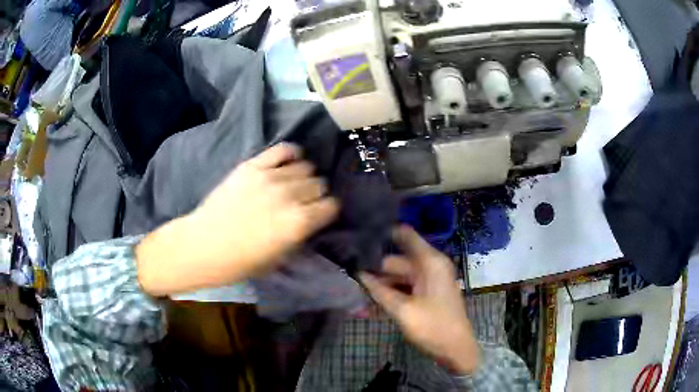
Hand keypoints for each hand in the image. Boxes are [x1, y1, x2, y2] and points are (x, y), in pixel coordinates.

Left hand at [136, 144, 338, 295]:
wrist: (204, 245)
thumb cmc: (241, 262)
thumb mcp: (280, 258)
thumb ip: (300, 234)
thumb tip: (312, 218)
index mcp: (298, 223)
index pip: (331, 206)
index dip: (327, 211)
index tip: (320, 214)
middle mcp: (289, 196)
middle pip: (319, 184)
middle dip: (316, 194)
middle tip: (304, 201)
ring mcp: (270, 177)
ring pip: (305, 166)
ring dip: (303, 177)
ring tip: (293, 185)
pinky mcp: (252, 165)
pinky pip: (283, 149)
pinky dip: (290, 155)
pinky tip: (286, 164)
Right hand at [359, 226, 480, 374]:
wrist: (456, 349)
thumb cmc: (433, 327)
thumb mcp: (402, 310)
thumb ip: (379, 291)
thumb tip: (357, 273)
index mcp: (430, 262)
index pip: (405, 235)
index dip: (383, 233)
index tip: (358, 236)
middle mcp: (429, 265)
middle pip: (397, 260)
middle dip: (374, 269)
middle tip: (347, 273)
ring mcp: (428, 280)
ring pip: (398, 276)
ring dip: (379, 285)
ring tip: (353, 289)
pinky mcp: (426, 293)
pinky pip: (404, 288)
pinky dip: (389, 293)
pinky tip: (369, 303)